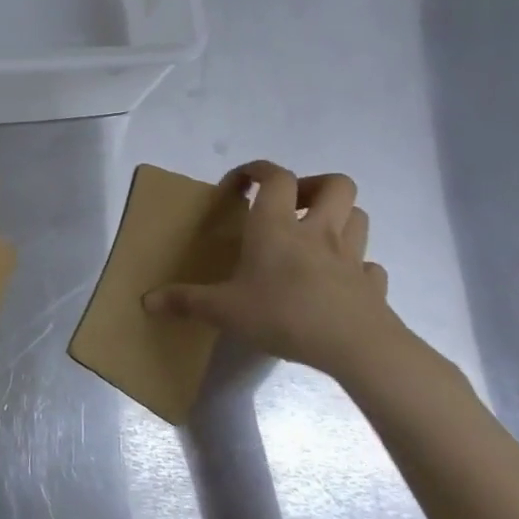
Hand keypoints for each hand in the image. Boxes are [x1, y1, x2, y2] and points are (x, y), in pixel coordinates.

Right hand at [144, 161, 409, 382]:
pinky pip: (370, 267)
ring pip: (358, 218)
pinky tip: (339, 282)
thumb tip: (146, 301)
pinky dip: (358, 267)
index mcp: (277, 226)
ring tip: (315, 238)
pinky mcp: (372, 287)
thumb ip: (185, 301)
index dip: (257, 170)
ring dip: (339, 219)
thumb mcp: (224, 310)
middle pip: (334, 184)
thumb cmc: (284, 314)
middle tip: (289, 207)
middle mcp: (317, 232)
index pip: (275, 176)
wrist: (357, 348)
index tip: (239, 184)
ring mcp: (351, 258)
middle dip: (312, 186)